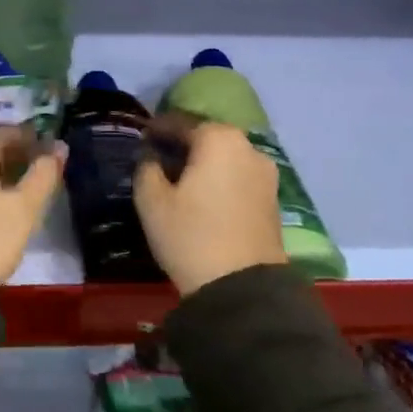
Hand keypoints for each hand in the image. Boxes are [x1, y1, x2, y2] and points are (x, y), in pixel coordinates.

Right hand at [134, 120, 285, 295]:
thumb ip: (146, 167)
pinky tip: (202, 196)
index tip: (140, 139)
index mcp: (218, 139)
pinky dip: (219, 179)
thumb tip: (150, 155)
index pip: (179, 123)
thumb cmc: (190, 236)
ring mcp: (266, 174)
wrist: (242, 288)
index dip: (156, 130)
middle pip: (206, 137)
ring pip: (225, 158)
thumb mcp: (151, 200)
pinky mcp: (272, 199)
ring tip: (178, 180)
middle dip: (181, 145)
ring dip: (202, 163)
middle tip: (157, 158)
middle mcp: (248, 147)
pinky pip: (238, 177)